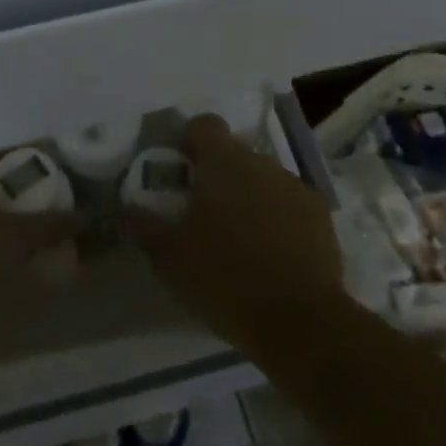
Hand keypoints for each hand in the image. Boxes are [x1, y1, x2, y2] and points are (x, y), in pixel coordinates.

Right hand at [124, 115, 342, 359]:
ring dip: (247, 195)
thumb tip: (124, 210)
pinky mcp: (320, 216)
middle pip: (233, 153)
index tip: (179, 169)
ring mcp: (295, 187)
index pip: (204, 124)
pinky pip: (288, 203)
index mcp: (224, 162)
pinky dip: (275, 217)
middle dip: (217, 174)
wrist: (300, 321)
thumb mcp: (169, 257)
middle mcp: (262, 163)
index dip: (188, 140)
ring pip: (262, 178)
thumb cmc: (225, 278)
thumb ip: (144, 226)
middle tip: (201, 211)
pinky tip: (269, 253)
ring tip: (236, 237)